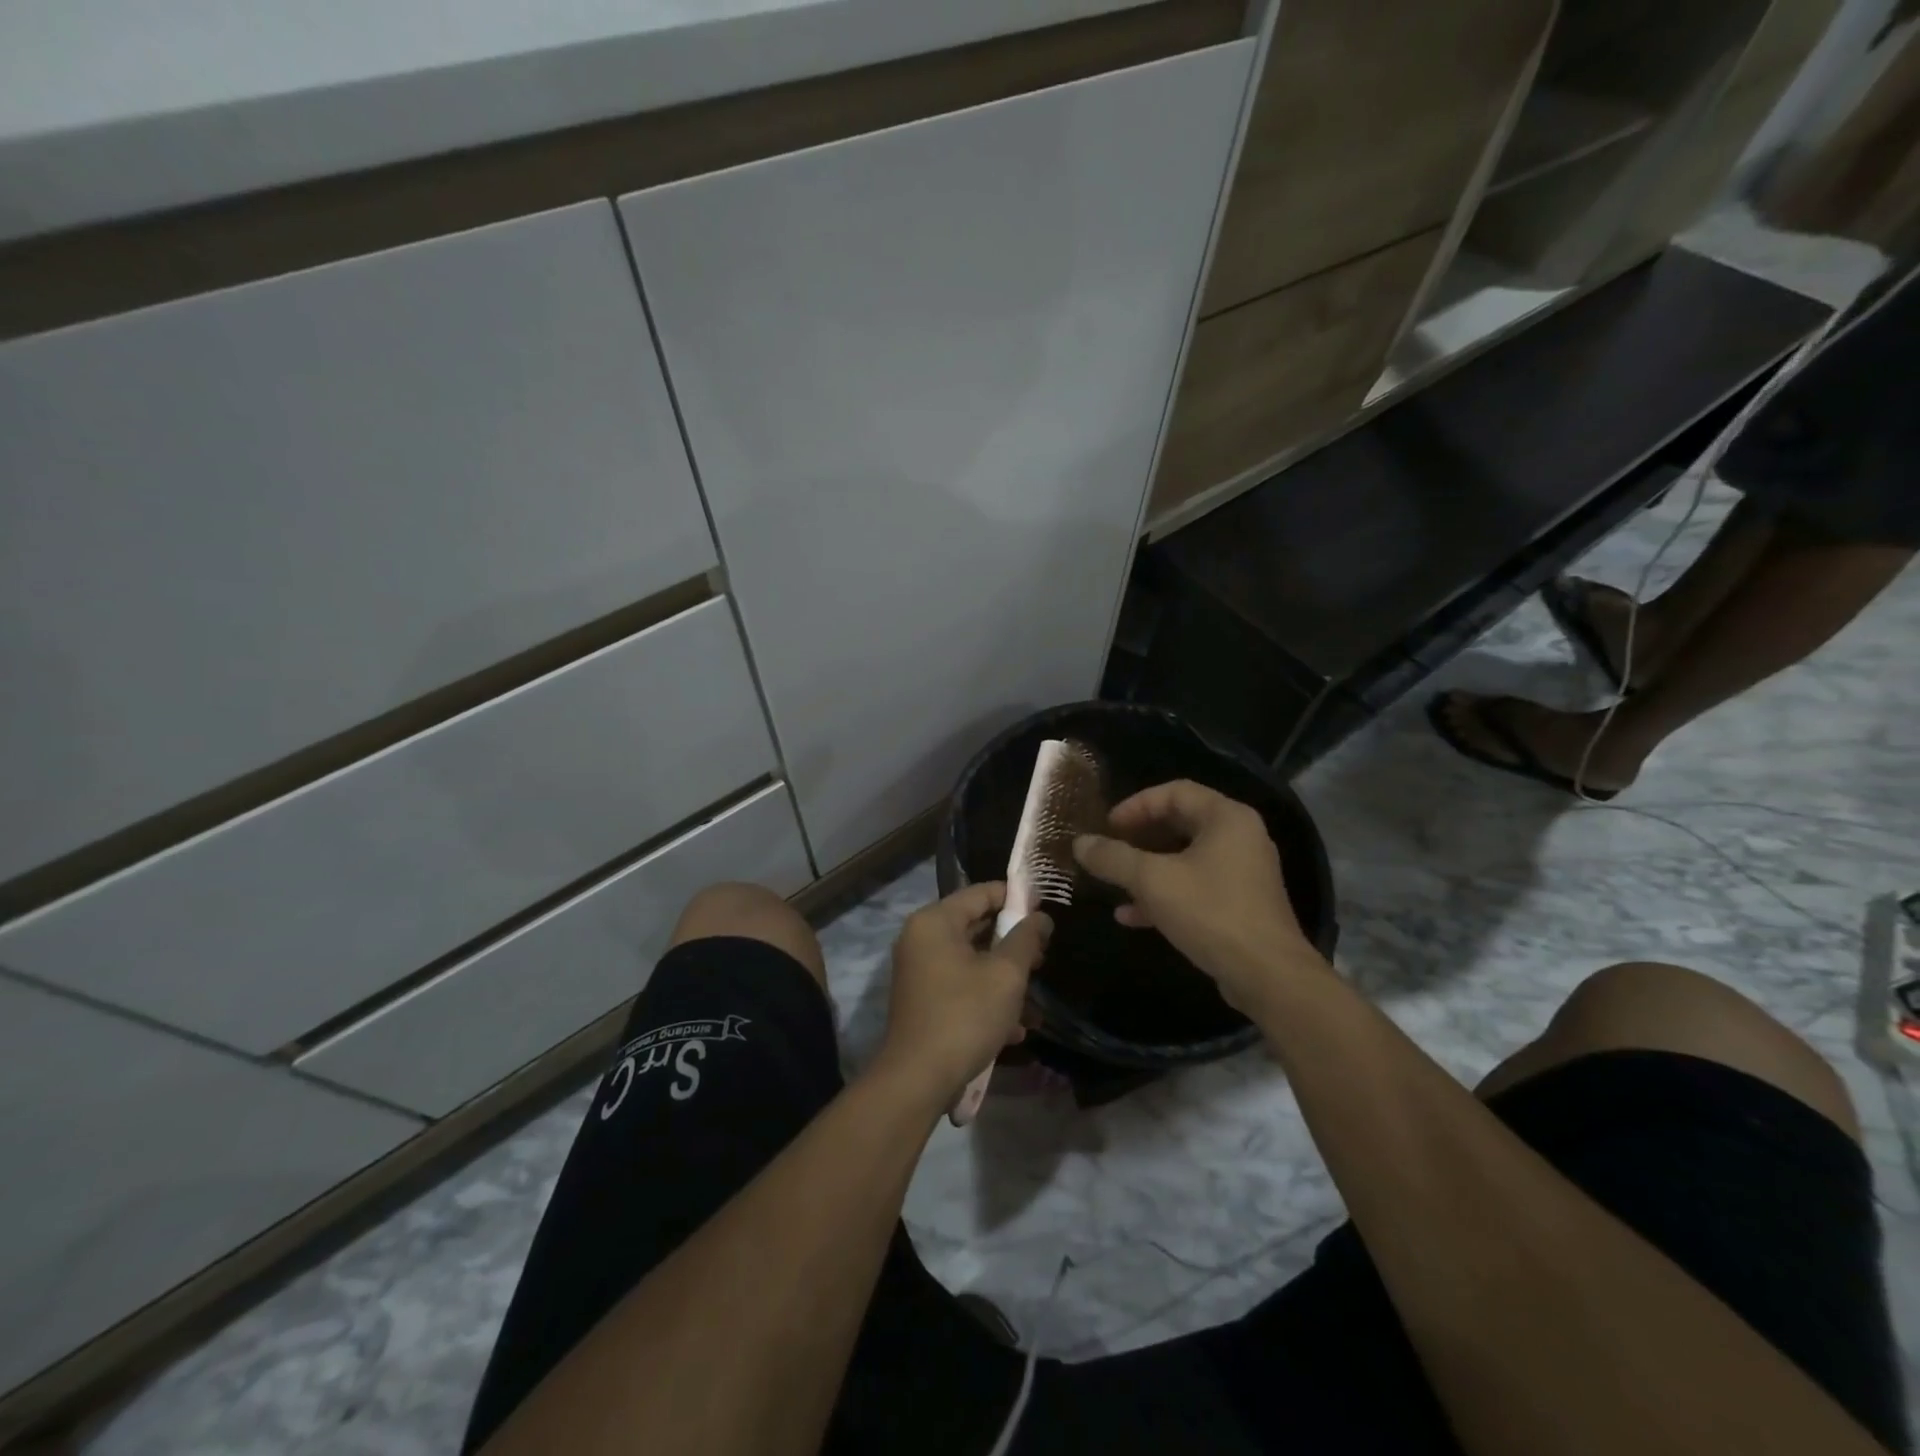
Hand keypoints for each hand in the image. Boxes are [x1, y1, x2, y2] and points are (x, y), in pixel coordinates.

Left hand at [874, 883, 1050, 1108]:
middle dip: (1013, 943)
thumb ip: (1026, 939)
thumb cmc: (965, 1015)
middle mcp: (921, 938)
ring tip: (1034, 1000)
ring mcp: (920, 970)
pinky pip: (961, 985)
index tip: (1045, 913)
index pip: (982, 893)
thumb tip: (1041, 917)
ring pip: (972, 960)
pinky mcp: (923, 1000)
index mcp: (935, 921)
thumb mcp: (1006, 974)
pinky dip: (986, 998)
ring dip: (1004, 977)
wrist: (918, 1079)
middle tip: (1043, 958)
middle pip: (976, 926)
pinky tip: (1015, 1028)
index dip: (1016, 898)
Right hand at [1072, 779, 1322, 1010]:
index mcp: (1226, 818)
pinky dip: (1164, 894)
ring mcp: (1243, 872)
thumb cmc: (1210, 912)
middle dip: (1139, 838)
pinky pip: (1196, 887)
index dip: (1136, 805)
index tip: (1107, 826)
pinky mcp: (1240, 904)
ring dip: (1147, 869)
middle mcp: (1240, 837)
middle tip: (1109, 850)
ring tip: (1113, 883)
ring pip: (1185, 859)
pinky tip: (1131, 915)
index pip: (1175, 792)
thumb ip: (1113, 858)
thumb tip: (1080, 843)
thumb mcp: (1152, 881)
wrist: (1268, 976)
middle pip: (1180, 823)